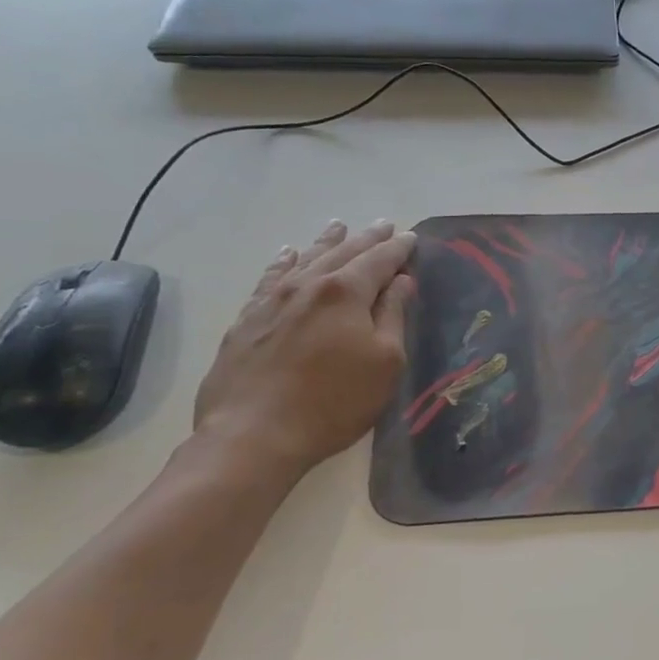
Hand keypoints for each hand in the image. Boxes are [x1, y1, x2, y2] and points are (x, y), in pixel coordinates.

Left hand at [193, 219, 415, 474]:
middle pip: (343, 253)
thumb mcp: (385, 362)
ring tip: (339, 227)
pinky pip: (270, 277)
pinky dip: (284, 262)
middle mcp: (309, 284)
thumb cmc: (335, 402)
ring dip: (327, 242)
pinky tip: (288, 255)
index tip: (411, 238)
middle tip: (385, 225)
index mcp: (347, 292)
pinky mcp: (247, 318)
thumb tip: (401, 282)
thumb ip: (393, 316)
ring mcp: (273, 299)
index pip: (379, 260)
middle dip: (368, 239)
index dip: (398, 249)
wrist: (254, 433)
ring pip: (305, 258)